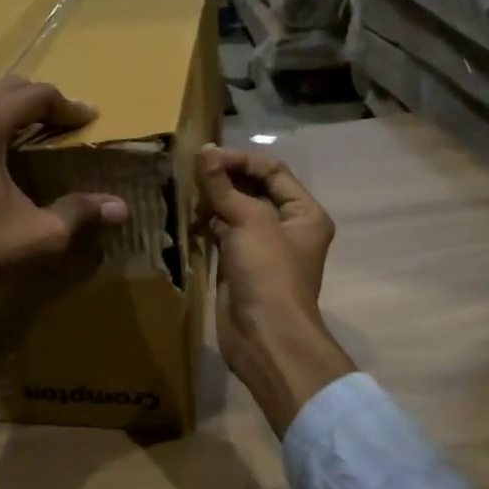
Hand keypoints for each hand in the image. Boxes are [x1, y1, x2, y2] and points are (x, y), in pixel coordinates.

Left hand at [0, 77, 130, 328]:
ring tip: (24, 134)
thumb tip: (121, 208)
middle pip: (4, 88)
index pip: (35, 94)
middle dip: (37, 102)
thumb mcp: (36, 234)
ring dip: (3, 110)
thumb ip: (80, 213)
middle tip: (61, 123)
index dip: (68, 106)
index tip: (88, 119)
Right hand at [197, 146, 354, 436]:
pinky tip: (187, 218)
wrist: (265, 337)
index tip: (205, 157)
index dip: (239, 160)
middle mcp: (287, 226)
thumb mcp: (249, 221)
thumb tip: (204, 151)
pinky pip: (223, 235)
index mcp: (304, 212)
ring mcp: (263, 248)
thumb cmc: (268, 273)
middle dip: (224, 179)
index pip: (271, 171)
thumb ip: (223, 186)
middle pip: (253, 189)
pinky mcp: (240, 265)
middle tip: (190, 173)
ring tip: (184, 192)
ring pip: (235, 212)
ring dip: (212, 201)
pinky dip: (207, 224)